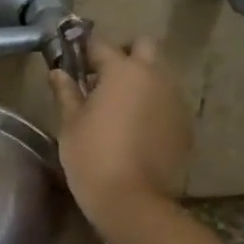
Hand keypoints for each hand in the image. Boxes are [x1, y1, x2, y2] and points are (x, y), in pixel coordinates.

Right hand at [48, 36, 191, 224]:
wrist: (133, 200)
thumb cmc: (92, 156)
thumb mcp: (71, 123)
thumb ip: (67, 92)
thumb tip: (58, 72)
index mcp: (123, 71)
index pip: (101, 44)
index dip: (84, 48)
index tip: (73, 59)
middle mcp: (155, 77)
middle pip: (144, 47)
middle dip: (124, 54)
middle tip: (102, 77)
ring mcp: (175, 100)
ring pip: (159, 74)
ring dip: (141, 79)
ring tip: (119, 105)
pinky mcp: (185, 124)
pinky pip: (167, 101)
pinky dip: (152, 104)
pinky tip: (136, 127)